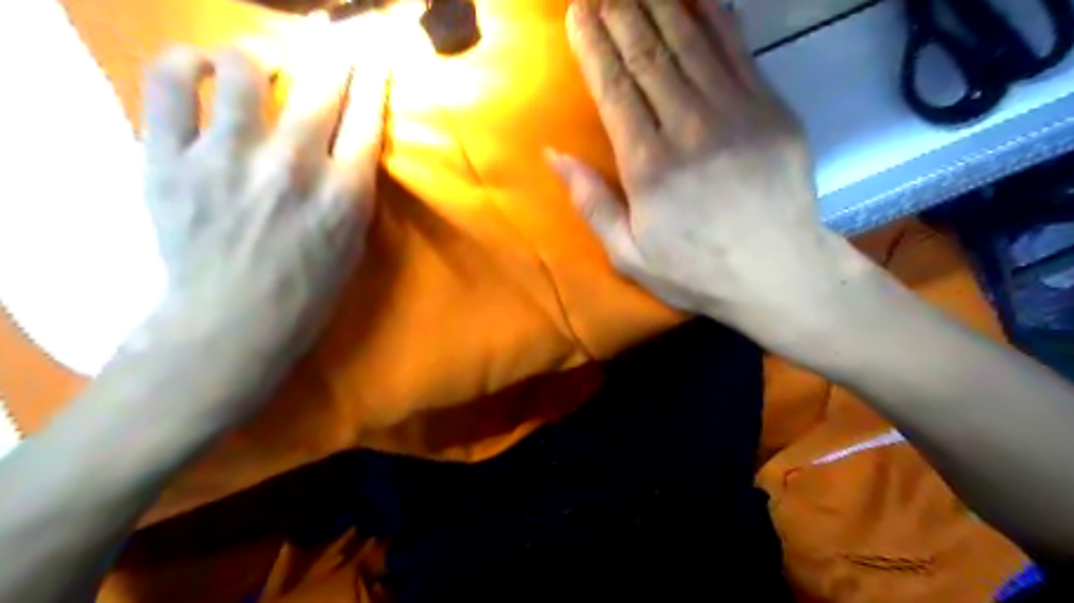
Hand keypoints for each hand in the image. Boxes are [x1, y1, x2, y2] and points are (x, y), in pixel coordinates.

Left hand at [133, 42, 386, 419]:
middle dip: (334, 56)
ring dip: (257, 56)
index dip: (372, 80)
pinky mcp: (170, 160)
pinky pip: (169, 86)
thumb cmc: (305, 292)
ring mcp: (228, 158)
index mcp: (343, 194)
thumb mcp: (351, 245)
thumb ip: (352, 191)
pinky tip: (196, 69)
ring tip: (257, 62)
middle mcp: (294, 166)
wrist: (231, 324)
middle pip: (320, 86)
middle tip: (334, 44)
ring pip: (244, 70)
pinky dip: (184, 65)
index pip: (366, 118)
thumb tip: (346, 146)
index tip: (373, 57)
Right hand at [549, 0, 861, 356]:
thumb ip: (592, 203)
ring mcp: (736, 113)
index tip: (579, 12)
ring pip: (690, 43)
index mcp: (650, 167)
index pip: (615, 90)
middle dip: (621, 14)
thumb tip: (554, 154)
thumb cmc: (696, 271)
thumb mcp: (630, 255)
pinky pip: (738, 51)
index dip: (595, 47)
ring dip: (660, 5)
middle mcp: (690, 129)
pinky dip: (715, 18)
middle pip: (649, 57)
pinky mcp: (771, 110)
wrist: (779, 275)